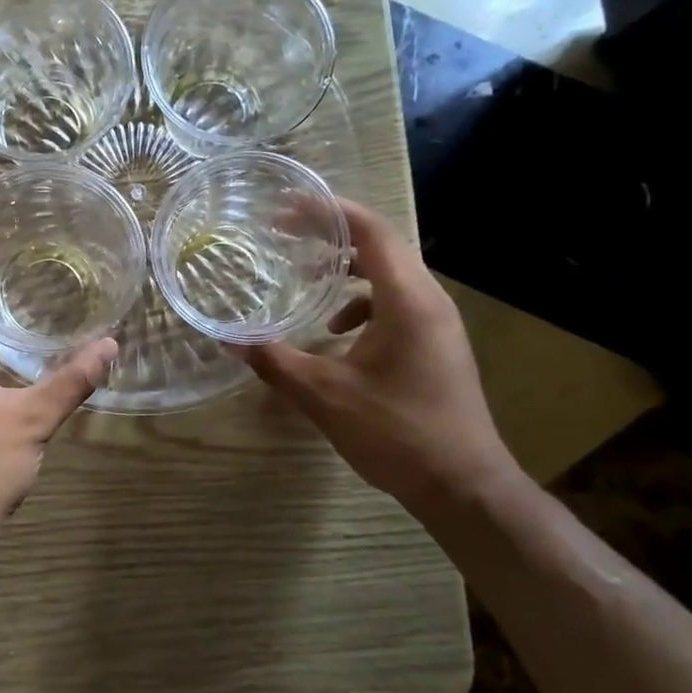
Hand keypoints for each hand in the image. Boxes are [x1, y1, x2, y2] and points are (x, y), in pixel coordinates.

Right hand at [237, 200, 520, 517]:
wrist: (463, 485)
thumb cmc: (397, 433)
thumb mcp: (325, 395)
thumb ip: (275, 361)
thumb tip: (228, 340)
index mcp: (408, 300)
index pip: (371, 231)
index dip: (328, 211)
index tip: (287, 207)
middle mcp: (429, 300)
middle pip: (381, 245)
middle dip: (331, 235)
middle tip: (285, 234)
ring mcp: (437, 323)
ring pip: (389, 275)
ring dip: (346, 271)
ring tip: (306, 281)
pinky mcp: (436, 344)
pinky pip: (397, 304)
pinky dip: (362, 304)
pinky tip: (336, 333)